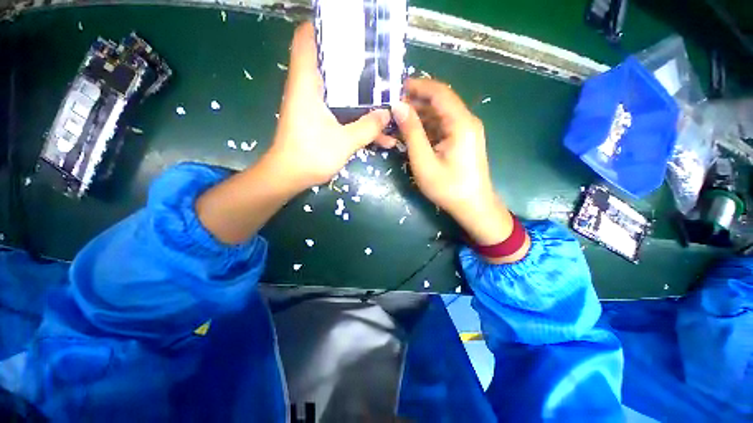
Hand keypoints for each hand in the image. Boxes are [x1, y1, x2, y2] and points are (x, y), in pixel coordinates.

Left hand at [268, 22, 390, 189]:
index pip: (307, 39)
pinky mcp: (318, 120)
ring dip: (359, 95)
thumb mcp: (344, 142)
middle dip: (354, 63)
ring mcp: (313, 106)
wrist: (290, 177)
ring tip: (384, 97)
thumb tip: (387, 114)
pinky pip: (340, 111)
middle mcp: (308, 89)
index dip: (325, 28)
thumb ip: (367, 127)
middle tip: (379, 64)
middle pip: (329, 63)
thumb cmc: (311, 155)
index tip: (350, 30)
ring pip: (338, 90)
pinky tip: (376, 131)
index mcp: (307, 84)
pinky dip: (355, 116)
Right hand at [390, 79, 528, 259]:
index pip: (439, 92)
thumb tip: (398, 107)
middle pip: (440, 102)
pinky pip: (444, 127)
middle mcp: (467, 121)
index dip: (418, 86)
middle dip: (416, 103)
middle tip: (394, 109)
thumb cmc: (448, 188)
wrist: (474, 207)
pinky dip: (428, 128)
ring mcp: (467, 132)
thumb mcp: (424, 162)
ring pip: (441, 115)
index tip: (396, 88)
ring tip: (399, 122)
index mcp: (461, 123)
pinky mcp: (464, 141)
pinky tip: (414, 135)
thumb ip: (412, 133)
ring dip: (421, 116)